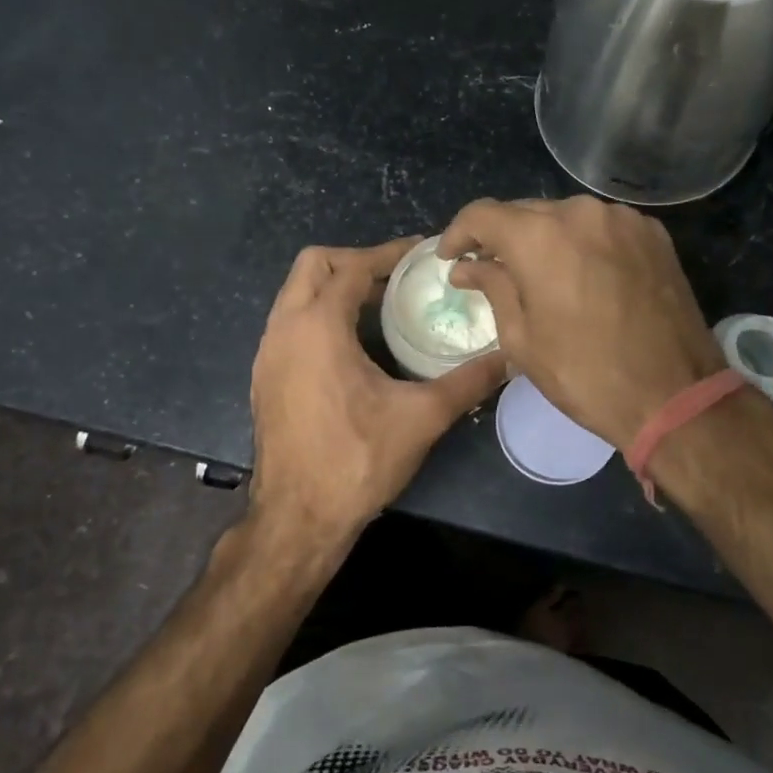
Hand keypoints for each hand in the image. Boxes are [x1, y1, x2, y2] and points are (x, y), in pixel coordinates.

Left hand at [250, 239, 505, 543]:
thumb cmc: (357, 461)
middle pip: (313, 265)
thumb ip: (467, 382)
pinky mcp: (263, 376)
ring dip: (334, 287)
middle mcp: (283, 329)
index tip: (422, 253)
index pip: (352, 266)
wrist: (297, 519)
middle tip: (396, 276)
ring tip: (379, 305)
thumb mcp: (421, 417)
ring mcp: (266, 353)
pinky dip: (317, 314)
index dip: (389, 253)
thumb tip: (509, 358)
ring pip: (295, 294)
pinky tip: (351, 345)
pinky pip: (289, 323)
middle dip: (354, 260)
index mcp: (318, 326)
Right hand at [440, 197, 725, 450]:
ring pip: (566, 217)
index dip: (459, 233)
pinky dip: (583, 243)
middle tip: (491, 270)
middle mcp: (581, 212)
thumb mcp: (522, 338)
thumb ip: (493, 288)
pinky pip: (602, 227)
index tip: (452, 257)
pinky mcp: (653, 234)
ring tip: (539, 275)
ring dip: (545, 239)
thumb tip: (468, 267)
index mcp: (539, 236)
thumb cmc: (584, 374)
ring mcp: (623, 219)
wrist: (674, 395)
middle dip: (503, 238)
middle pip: (526, 212)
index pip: (482, 214)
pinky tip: (582, 275)